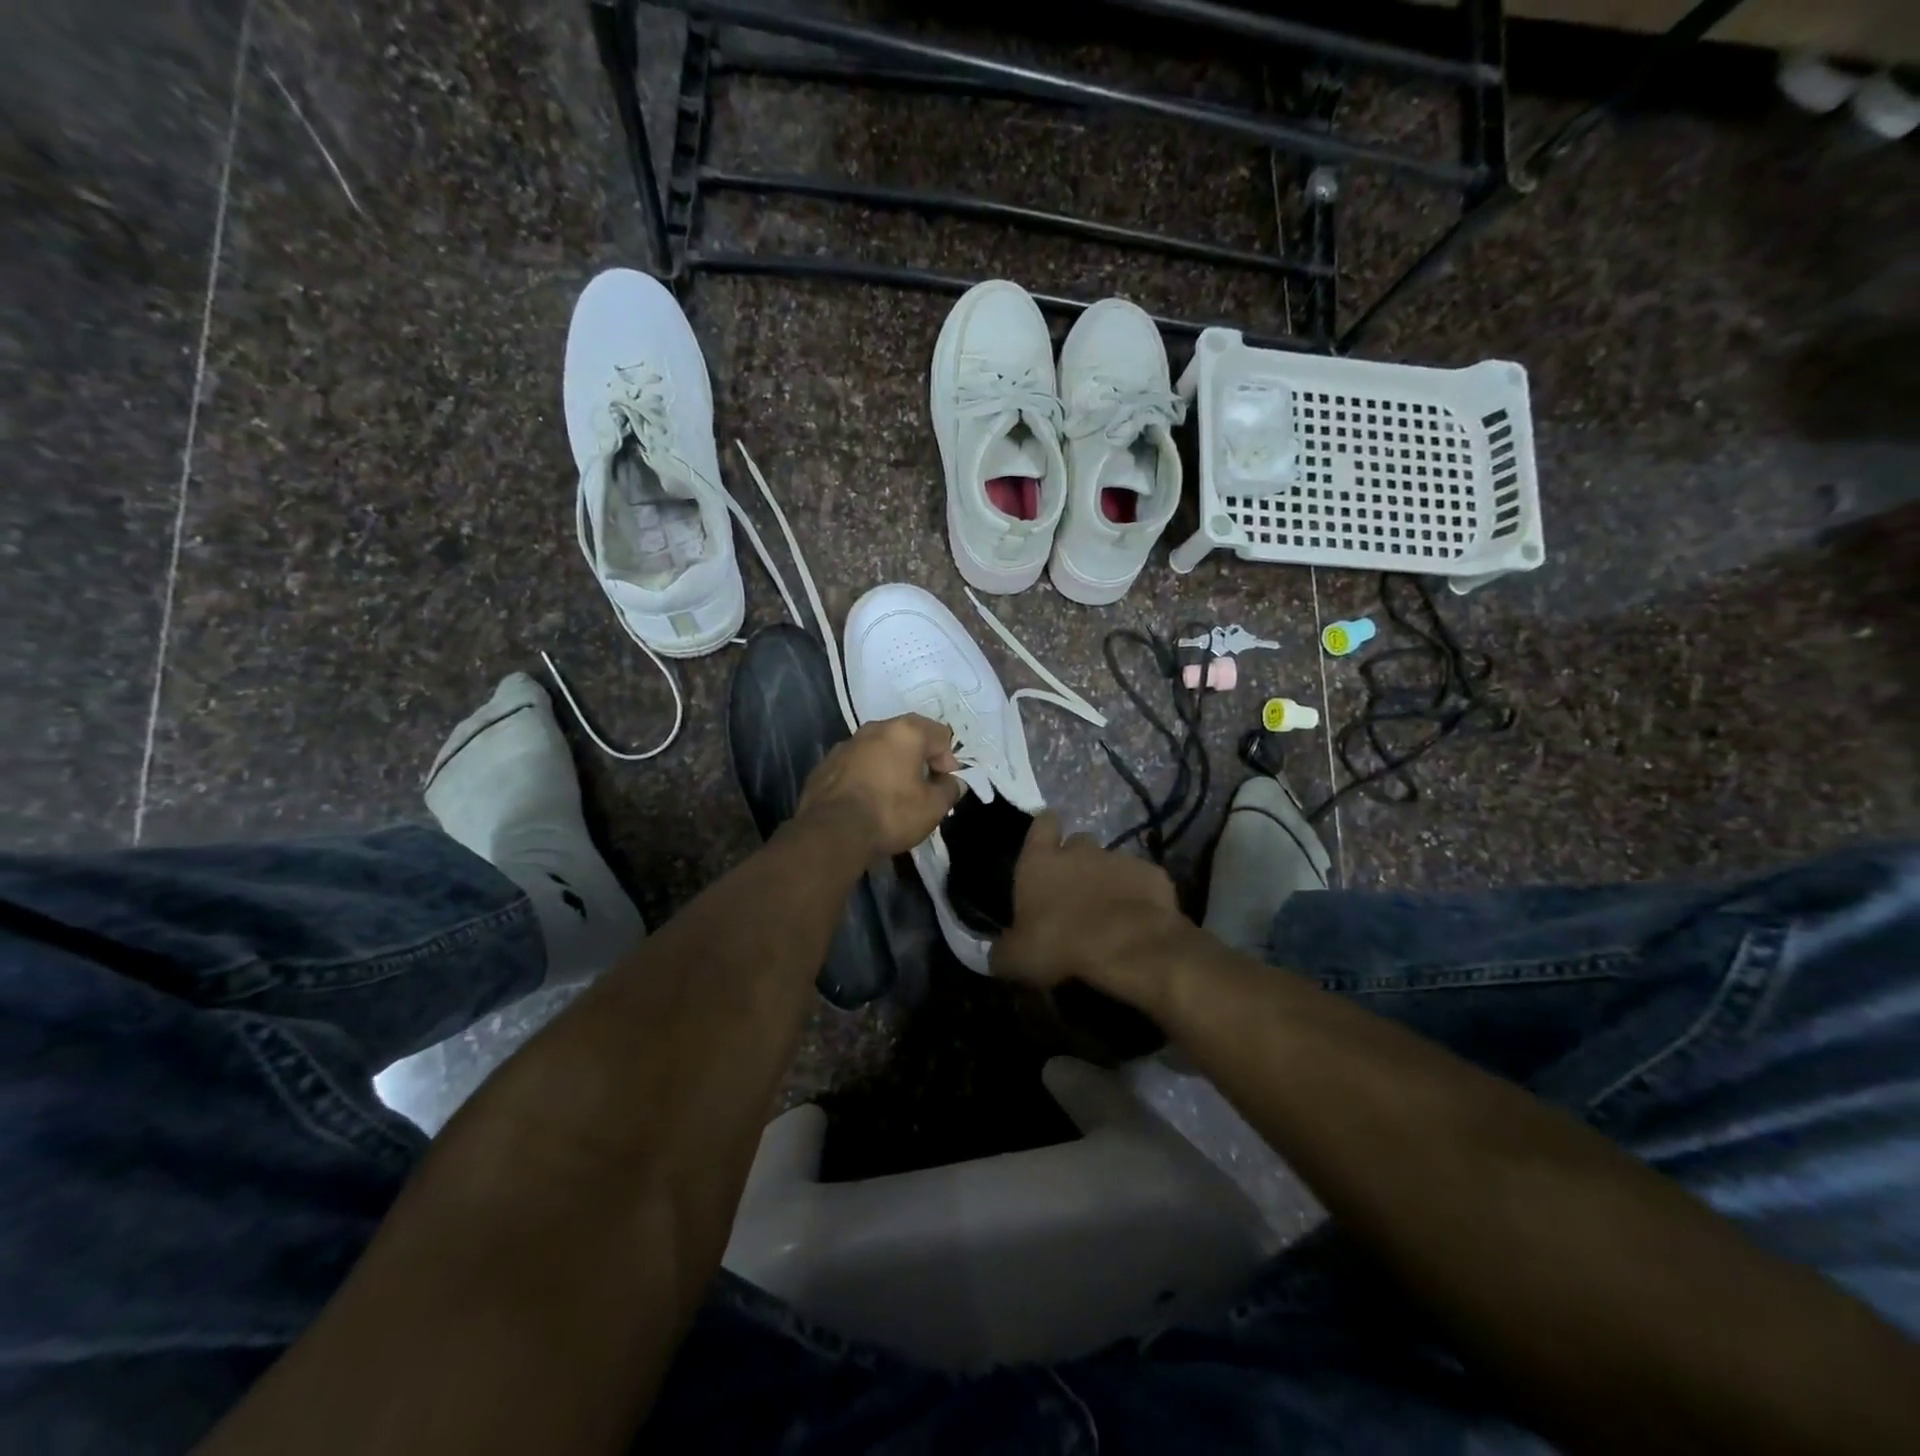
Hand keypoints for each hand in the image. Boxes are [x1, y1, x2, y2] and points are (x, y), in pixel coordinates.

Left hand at [796, 714, 963, 856]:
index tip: (943, 785)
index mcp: (905, 732)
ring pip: (879, 749)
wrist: (831, 833)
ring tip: (893, 795)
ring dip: (891, 765)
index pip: (940, 734)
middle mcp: (874, 729)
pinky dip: (866, 775)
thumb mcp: (933, 808)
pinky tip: (866, 801)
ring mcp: (846, 745)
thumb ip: (949, 790)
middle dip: (919, 759)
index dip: (947, 760)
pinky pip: (856, 764)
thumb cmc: (890, 814)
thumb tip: (952, 783)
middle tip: (922, 788)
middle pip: (907, 736)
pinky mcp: (825, 764)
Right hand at [992, 812, 1189, 1007]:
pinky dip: (1139, 895)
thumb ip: (1004, 951)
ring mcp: (1119, 859)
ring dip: (1109, 880)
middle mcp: (1080, 851)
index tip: (1046, 842)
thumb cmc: (1061, 945)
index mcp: (1040, 862)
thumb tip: (997, 954)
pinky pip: (1142, 880)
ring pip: (1112, 862)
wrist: (1128, 947)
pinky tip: (1138, 920)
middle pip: (1079, 842)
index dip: (1044, 830)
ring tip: (1110, 912)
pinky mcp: (1152, 874)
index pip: (1042, 824)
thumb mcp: (1018, 959)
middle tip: (1077, 890)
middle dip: (1078, 860)